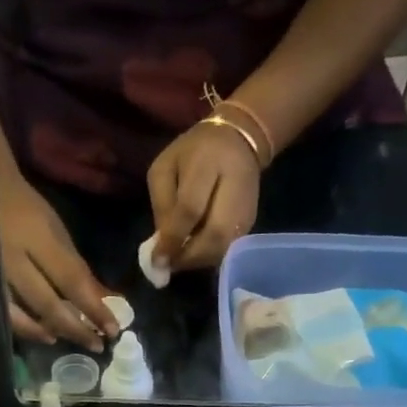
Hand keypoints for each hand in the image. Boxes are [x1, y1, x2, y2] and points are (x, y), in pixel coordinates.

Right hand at [0, 177, 119, 350]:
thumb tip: (105, 300)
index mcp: (37, 237)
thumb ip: (77, 266)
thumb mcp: (55, 229)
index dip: (94, 308)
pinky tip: (41, 334)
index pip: (72, 280)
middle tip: (97, 346)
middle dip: (75, 328)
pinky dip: (23, 327)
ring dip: (47, 331)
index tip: (113, 330)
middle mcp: (12, 258)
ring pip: (22, 314)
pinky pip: (2, 313)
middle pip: (48, 304)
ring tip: (65, 341)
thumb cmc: (24, 207)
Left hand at [147, 122, 261, 272]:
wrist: (238, 141)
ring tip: (178, 261)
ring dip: (197, 262)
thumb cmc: (194, 152)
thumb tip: (162, 244)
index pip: (191, 209)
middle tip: (167, 265)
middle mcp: (234, 189)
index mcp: (208, 164)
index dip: (173, 238)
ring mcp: (246, 210)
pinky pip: (227, 250)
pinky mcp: (250, 224)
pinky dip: (207, 258)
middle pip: (213, 237)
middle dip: (187, 257)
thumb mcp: (166, 166)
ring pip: (222, 249)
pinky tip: (193, 254)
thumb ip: (162, 203)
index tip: (157, 259)